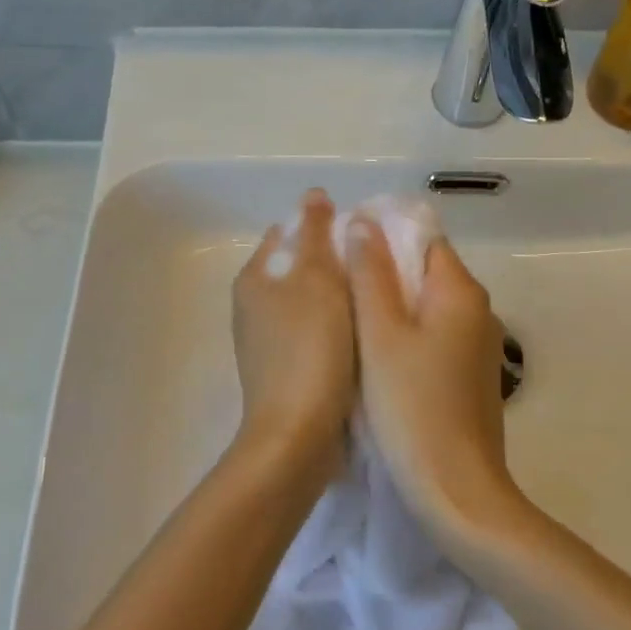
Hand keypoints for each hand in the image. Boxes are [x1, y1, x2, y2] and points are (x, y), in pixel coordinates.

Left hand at [230, 189, 356, 483]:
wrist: (298, 434)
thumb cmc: (311, 348)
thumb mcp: (318, 278)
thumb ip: (316, 233)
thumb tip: (313, 195)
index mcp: (255, 277)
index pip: (289, 233)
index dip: (325, 227)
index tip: (364, 238)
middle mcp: (253, 304)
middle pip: (299, 267)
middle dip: (336, 263)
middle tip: (376, 268)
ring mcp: (266, 340)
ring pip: (309, 301)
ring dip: (338, 296)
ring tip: (375, 299)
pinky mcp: (283, 369)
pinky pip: (313, 331)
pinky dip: (335, 326)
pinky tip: (361, 335)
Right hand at [344, 220, 523, 540]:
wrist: (457, 491)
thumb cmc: (412, 406)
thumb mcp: (380, 335)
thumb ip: (371, 274)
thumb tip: (363, 221)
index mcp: (460, 291)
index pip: (424, 239)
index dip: (384, 236)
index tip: (343, 247)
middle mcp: (478, 310)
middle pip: (426, 271)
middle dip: (383, 271)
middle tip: (336, 281)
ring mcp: (478, 346)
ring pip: (428, 307)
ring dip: (392, 305)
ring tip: (347, 314)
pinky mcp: (470, 376)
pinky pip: (435, 336)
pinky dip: (406, 334)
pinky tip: (375, 353)